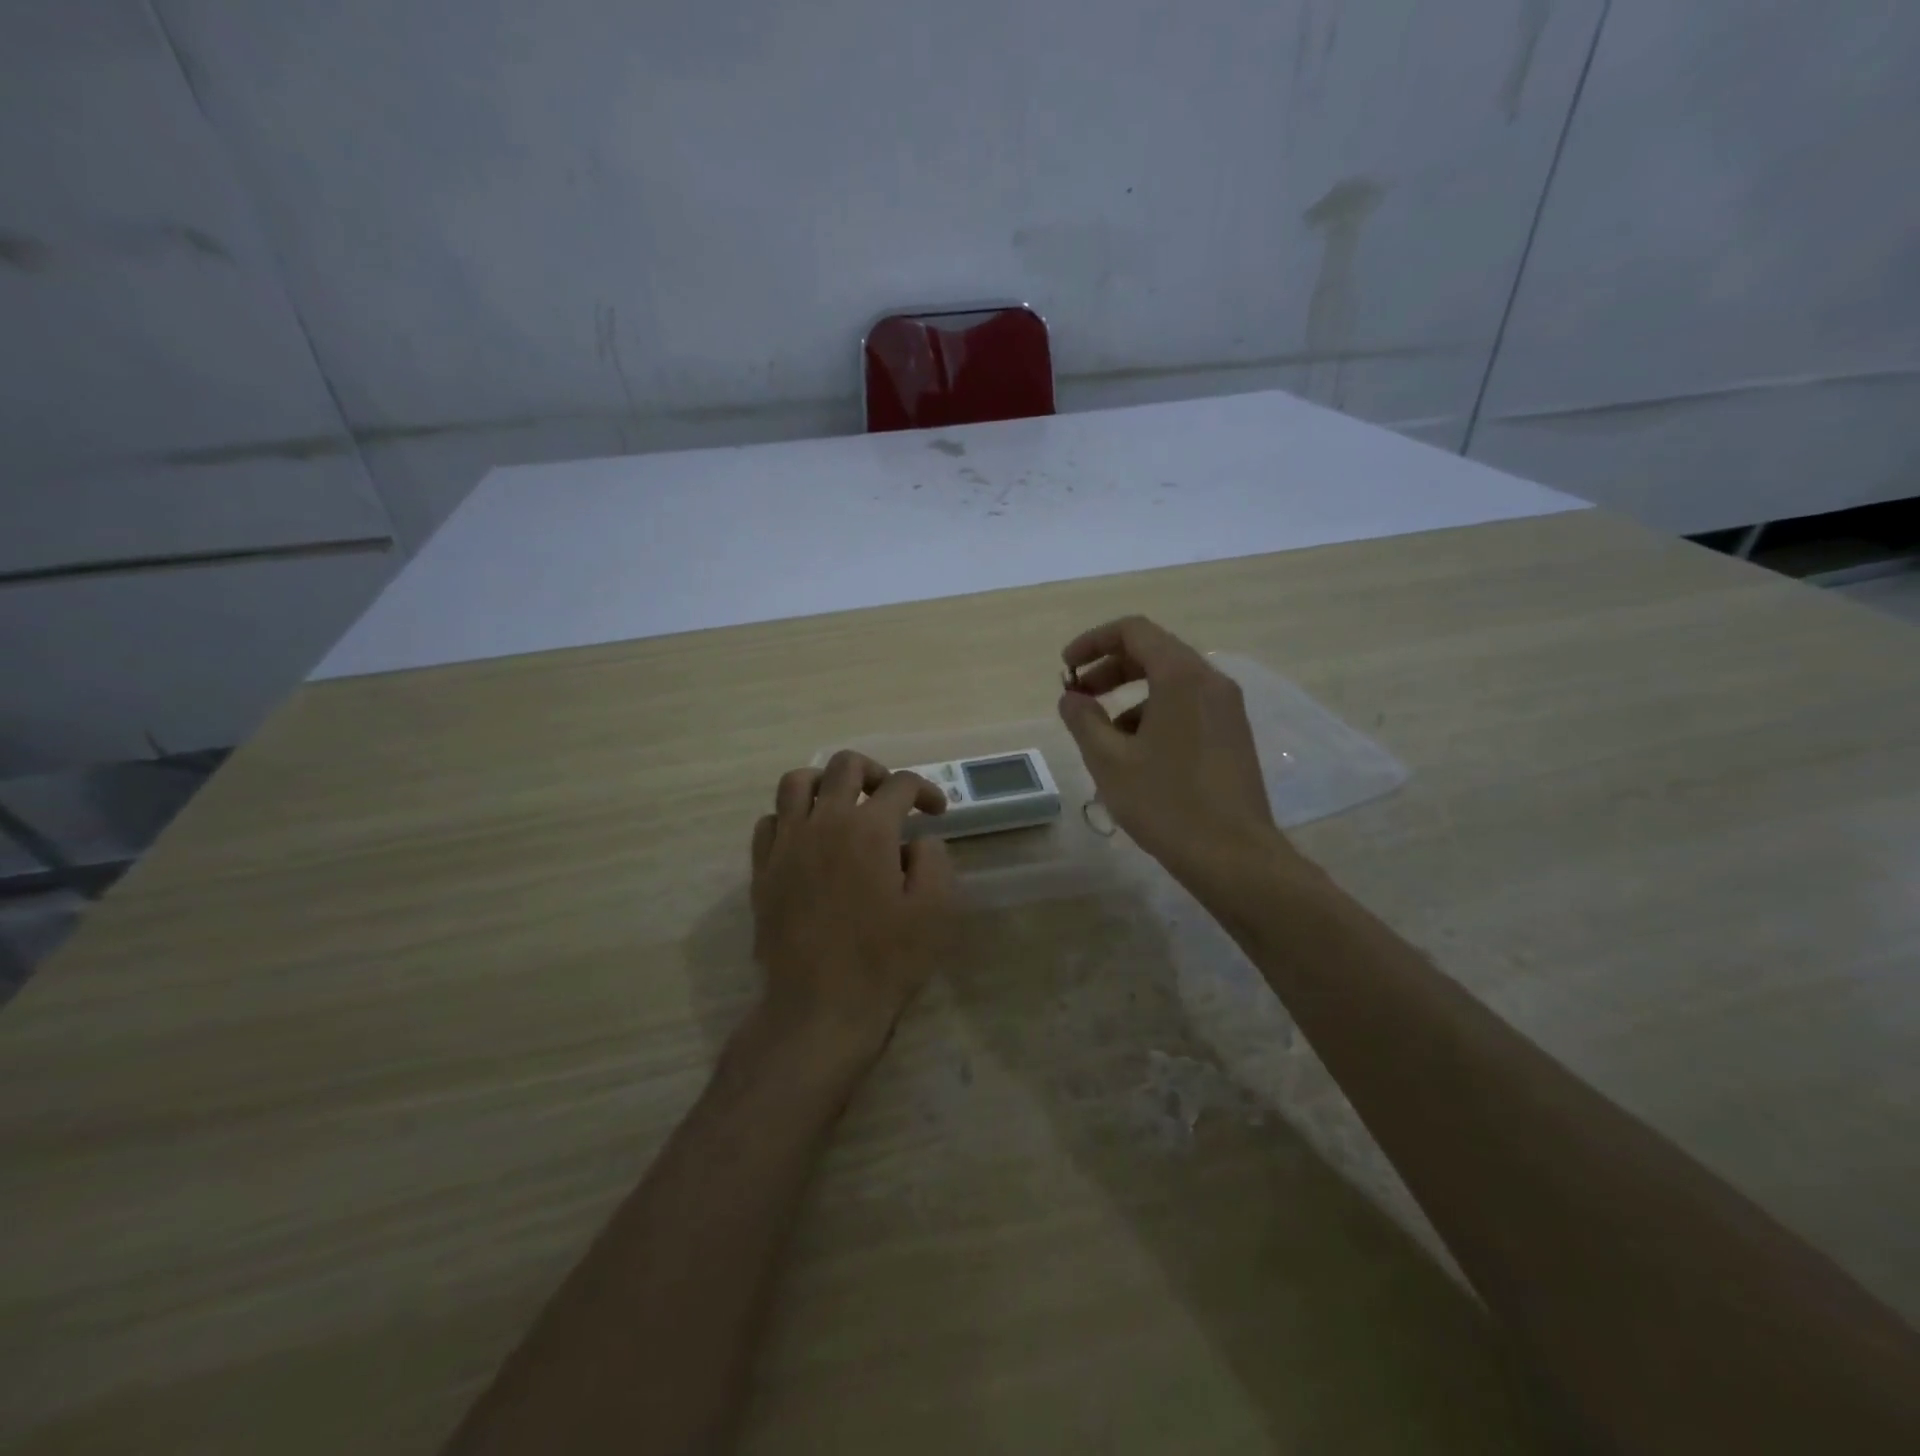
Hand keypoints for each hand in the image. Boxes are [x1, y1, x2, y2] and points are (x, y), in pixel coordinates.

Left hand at [749, 751, 957, 1062]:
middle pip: (844, 765)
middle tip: (889, 798)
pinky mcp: (762, 869)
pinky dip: (791, 817)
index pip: (900, 785)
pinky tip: (808, 839)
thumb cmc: (885, 961)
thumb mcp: (934, 911)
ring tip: (842, 805)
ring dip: (825, 783)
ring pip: (796, 781)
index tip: (935, 812)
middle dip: (875, 772)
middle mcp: (825, 822)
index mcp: (870, 829)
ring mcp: (787, 843)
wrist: (820, 1007)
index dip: (925, 791)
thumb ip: (933, 860)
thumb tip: (917, 840)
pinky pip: (770, 821)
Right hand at [1057, 615, 1293, 886]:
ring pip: (1171, 682)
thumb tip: (1071, 697)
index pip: (1133, 631)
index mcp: (1181, 676)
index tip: (1067, 669)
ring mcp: (1228, 709)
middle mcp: (1211, 681)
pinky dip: (1155, 713)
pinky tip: (1136, 754)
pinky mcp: (1234, 735)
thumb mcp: (1109, 760)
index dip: (1093, 642)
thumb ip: (1083, 720)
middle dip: (1109, 669)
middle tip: (1078, 697)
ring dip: (1130, 695)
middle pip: (1154, 653)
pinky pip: (1188, 706)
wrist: (1234, 857)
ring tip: (1102, 734)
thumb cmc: (1166, 803)